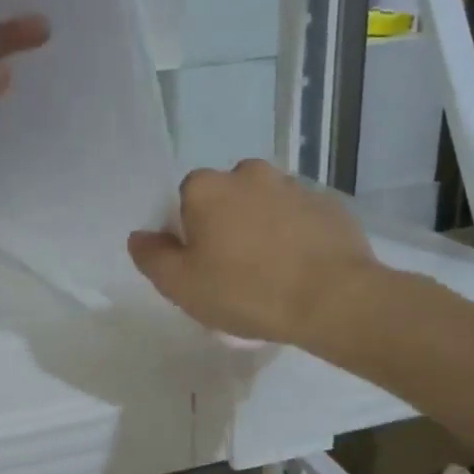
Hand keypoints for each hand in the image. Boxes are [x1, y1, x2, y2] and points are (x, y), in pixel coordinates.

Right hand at [127, 160, 380, 345]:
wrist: (333, 299)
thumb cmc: (245, 291)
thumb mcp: (181, 285)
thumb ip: (152, 257)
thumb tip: (140, 236)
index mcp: (207, 187)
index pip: (185, 200)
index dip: (189, 233)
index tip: (200, 265)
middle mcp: (249, 174)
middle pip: (226, 198)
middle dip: (226, 225)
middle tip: (234, 269)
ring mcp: (294, 185)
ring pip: (264, 204)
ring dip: (262, 227)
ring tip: (271, 272)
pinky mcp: (329, 205)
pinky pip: (299, 217)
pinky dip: (295, 235)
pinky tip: (300, 269)